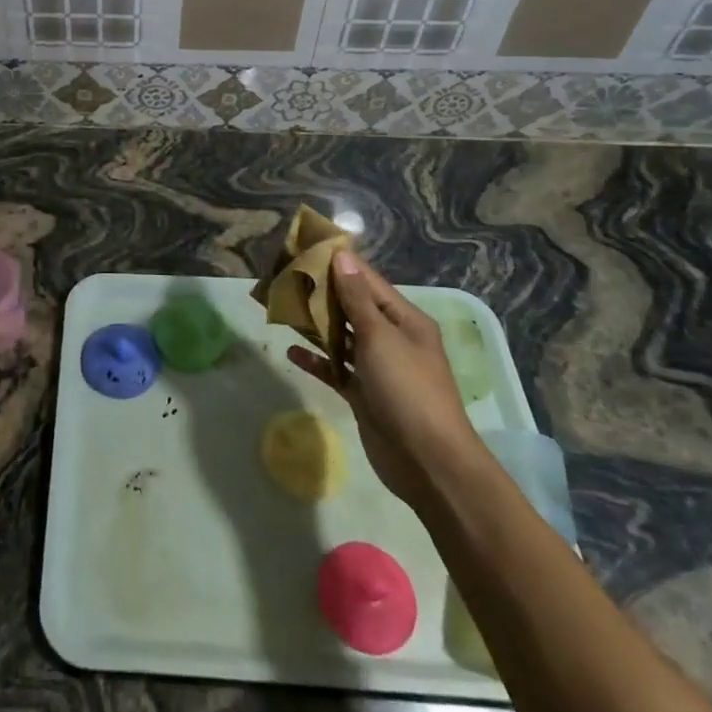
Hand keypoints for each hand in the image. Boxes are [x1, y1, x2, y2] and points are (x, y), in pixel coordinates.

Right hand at [288, 251, 481, 505]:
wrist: (428, 462)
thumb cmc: (408, 389)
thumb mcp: (381, 336)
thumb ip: (357, 298)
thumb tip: (343, 256)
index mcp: (404, 320)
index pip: (368, 281)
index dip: (339, 265)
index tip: (306, 249)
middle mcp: (392, 339)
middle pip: (353, 308)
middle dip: (323, 294)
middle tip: (286, 277)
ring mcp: (378, 368)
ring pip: (342, 338)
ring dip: (317, 325)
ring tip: (283, 309)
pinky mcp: (364, 395)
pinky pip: (336, 370)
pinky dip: (317, 360)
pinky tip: (292, 351)